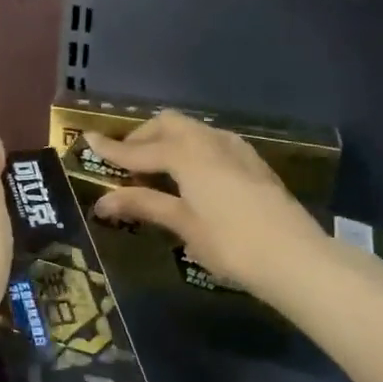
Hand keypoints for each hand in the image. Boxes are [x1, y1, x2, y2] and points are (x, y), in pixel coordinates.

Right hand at [86, 112, 331, 300]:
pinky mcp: (253, 163)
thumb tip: (103, 200)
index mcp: (188, 154)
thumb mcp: (183, 224)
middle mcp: (211, 141)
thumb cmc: (231, 244)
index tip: (87, 140)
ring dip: (168, 140)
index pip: (139, 149)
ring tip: (155, 167)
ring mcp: (236, 149)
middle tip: (125, 160)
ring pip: (193, 131)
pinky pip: (212, 143)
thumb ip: (144, 204)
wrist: (295, 256)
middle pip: (169, 124)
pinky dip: (191, 149)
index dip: (112, 149)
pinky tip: (191, 175)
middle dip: (143, 137)